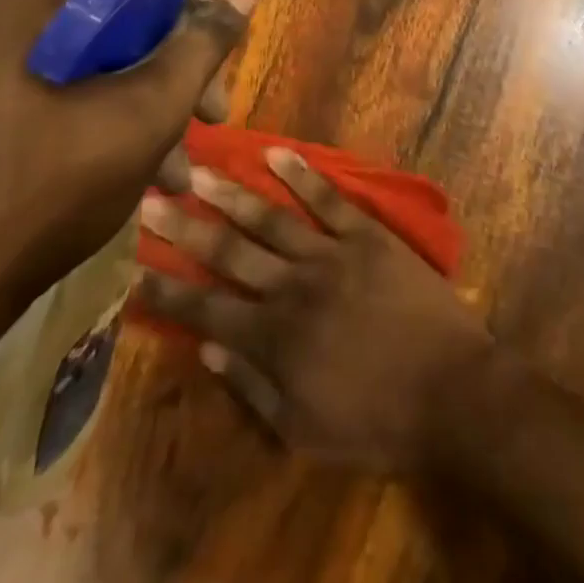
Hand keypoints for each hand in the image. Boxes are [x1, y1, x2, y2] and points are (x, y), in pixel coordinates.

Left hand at [0, 0, 256, 305]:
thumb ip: (201, 46)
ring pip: (106, 65)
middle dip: (177, 75)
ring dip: (153, 109)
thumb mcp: (148, 111)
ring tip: (181, 170)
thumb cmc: (53, 186)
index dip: (193, 18)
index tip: (219, 67)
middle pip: (127, 25)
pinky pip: (75, 95)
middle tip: (213, 119)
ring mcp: (0, 64)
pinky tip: (147, 175)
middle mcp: (15, 18)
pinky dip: (115, 124)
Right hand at [135, 147, 492, 472]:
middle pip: (228, 252)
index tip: (132, 265)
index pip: (204, 308)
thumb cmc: (376, 422)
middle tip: (148, 197)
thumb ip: (253, 386)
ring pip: (270, 218)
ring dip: (231, 193)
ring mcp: (331, 255)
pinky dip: (302, 175)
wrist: (451, 392)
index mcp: (273, 340)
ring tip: (197, 169)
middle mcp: (292, 288)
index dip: (165, 289)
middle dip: (184, 226)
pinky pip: (329, 199)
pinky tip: (277, 153)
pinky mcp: (367, 235)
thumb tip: (208, 348)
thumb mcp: (304, 429)